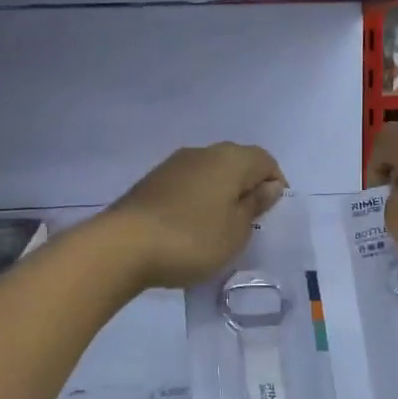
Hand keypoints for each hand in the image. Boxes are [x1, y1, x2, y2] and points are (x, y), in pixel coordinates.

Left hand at [106, 143, 286, 289]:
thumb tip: (269, 186)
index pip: (265, 160)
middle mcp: (203, 152)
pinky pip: (188, 184)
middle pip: (236, 162)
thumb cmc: (192, 239)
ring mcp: (173, 165)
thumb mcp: (236, 231)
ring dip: (220, 193)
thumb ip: (255, 205)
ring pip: (210, 172)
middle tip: (250, 222)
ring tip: (220, 227)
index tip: (273, 214)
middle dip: (247, 187)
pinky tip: (192, 226)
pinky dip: (198, 200)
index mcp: (230, 159)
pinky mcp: (152, 182)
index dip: (275, 183)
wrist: (123, 246)